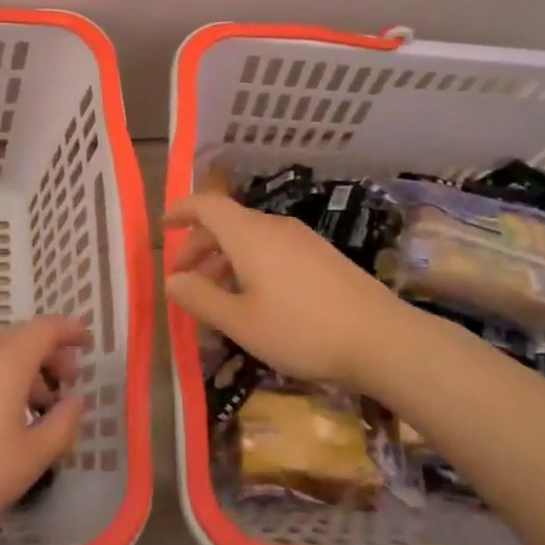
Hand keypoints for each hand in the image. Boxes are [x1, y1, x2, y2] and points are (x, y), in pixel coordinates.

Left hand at [0, 316, 87, 544]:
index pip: (45, 328)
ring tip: (42, 407)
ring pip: (0, 355)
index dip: (71, 330)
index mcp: (6, 362)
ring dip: (27, 371)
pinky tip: (6, 418)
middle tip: (70, 382)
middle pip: (22, 338)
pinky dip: (3, 380)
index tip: (89, 342)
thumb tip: (75, 401)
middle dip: (51, 354)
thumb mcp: (32, 457)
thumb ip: (63, 424)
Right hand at [165, 192, 430, 390]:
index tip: (163, 225)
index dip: (181, 211)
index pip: (206, 205)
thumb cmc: (302, 329)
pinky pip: (272, 251)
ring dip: (224, 260)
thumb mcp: (241, 322)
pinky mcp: (321, 257)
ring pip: (250, 239)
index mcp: (249, 234)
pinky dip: (249, 266)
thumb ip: (201, 298)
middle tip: (183, 279)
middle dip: (198, 246)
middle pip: (226, 223)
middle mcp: (274, 227)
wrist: (382, 339)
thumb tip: (171, 281)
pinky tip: (253, 301)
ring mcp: (302, 240)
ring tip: (214, 298)